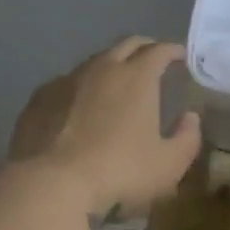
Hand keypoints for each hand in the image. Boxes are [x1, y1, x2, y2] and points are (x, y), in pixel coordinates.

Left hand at [8, 37, 201, 218]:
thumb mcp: (169, 164)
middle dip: (144, 47)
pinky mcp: (39, 98)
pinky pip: (66, 83)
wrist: (49, 184)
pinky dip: (81, 87)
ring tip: (116, 83)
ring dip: (111, 66)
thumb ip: (187, 138)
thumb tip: (190, 117)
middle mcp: (102, 68)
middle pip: (126, 45)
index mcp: (137, 77)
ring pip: (94, 61)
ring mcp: (66, 80)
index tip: (180, 56)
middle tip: (153, 59)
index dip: (173, 50)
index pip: (159, 50)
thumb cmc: (118, 172)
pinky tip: (79, 105)